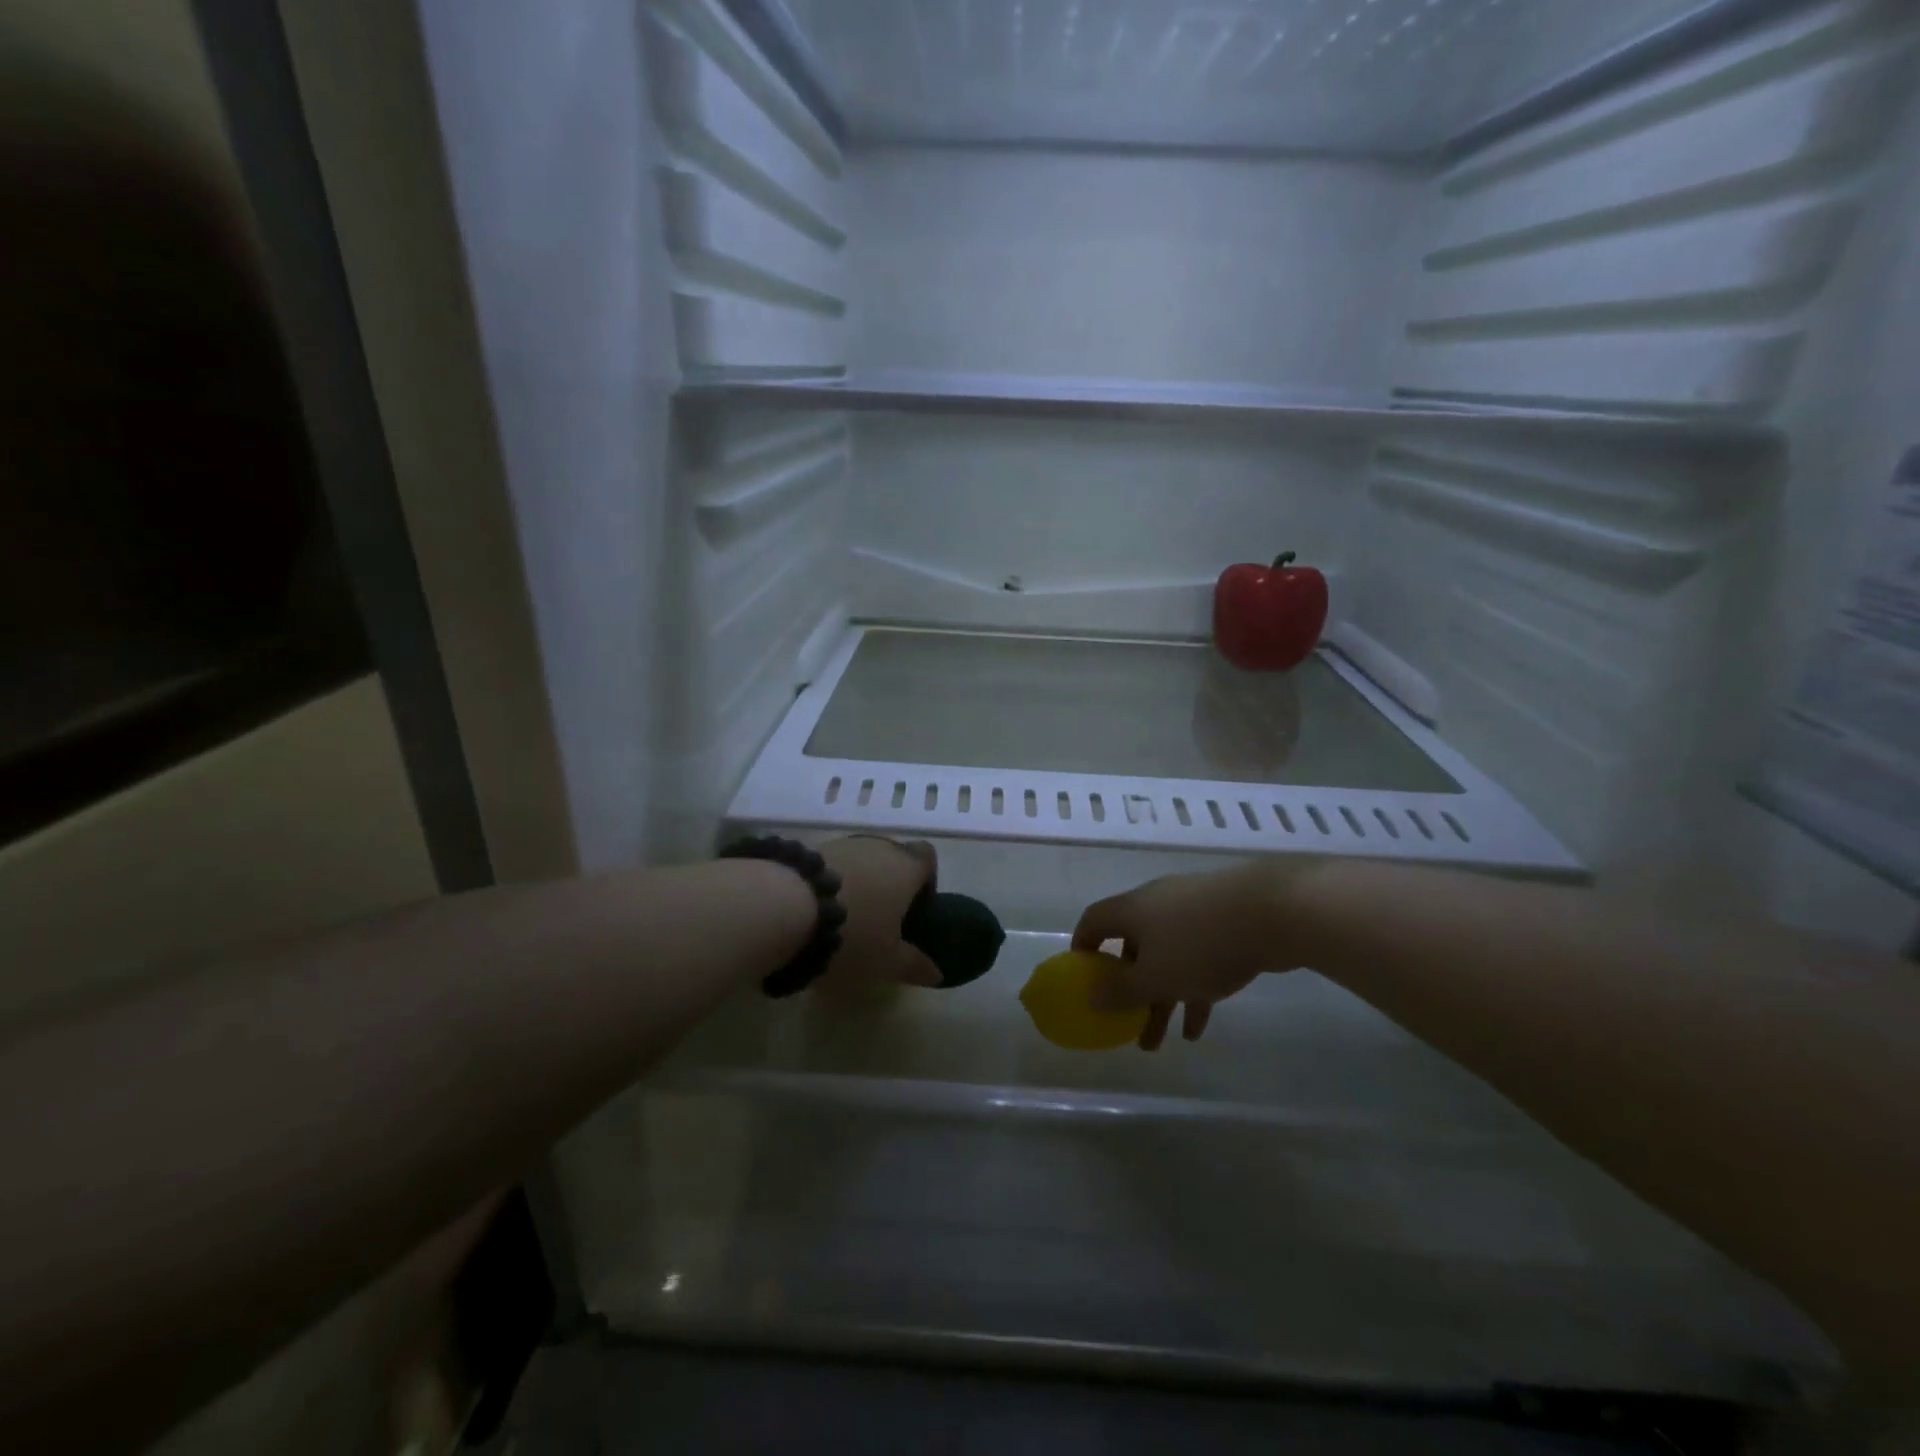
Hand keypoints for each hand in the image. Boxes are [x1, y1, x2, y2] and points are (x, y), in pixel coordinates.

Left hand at [817, 837, 943, 988]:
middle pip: (893, 857)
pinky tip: (818, 909)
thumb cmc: (853, 935)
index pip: (927, 857)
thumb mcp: (887, 962)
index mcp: (906, 868)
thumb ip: (915, 965)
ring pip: (861, 859)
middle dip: (890, 883)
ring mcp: (844, 844)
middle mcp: (880, 846)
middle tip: (880, 919)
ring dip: (859, 882)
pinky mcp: (812, 848)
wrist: (786, 908)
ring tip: (846, 917)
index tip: (916, 906)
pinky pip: (833, 864)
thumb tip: (938, 973)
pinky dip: (832, 882)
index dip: (926, 878)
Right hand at [1071, 862, 1315, 1049]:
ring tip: (1162, 1041)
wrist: (1272, 912)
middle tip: (1127, 1026)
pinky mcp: (1224, 922)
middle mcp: (1156, 905)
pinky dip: (1192, 988)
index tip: (1083, 979)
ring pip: (1167, 958)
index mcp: (1132, 910)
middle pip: (1132, 948)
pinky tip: (1198, 1026)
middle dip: (1129, 990)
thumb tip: (1089, 997)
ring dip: (1161, 998)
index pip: (1093, 922)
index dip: (1083, 949)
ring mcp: (1192, 912)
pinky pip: (1197, 958)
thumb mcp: (1154, 977)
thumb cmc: (1199, 944)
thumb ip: (1120, 991)